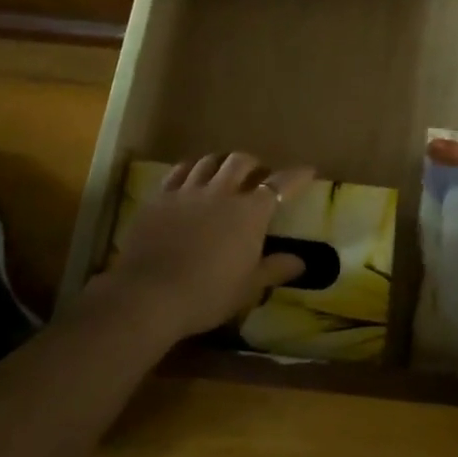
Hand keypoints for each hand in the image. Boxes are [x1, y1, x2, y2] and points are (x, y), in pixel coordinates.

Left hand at [92, 152, 312, 342]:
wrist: (150, 294)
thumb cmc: (208, 293)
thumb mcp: (248, 287)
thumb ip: (275, 269)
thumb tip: (301, 261)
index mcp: (250, 212)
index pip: (280, 185)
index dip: (296, 176)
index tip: (307, 170)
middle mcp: (221, 192)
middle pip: (241, 162)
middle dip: (253, 164)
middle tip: (257, 175)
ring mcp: (188, 191)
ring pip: (209, 162)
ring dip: (221, 162)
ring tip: (224, 172)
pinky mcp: (160, 197)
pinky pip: (178, 172)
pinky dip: (190, 169)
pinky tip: (191, 176)